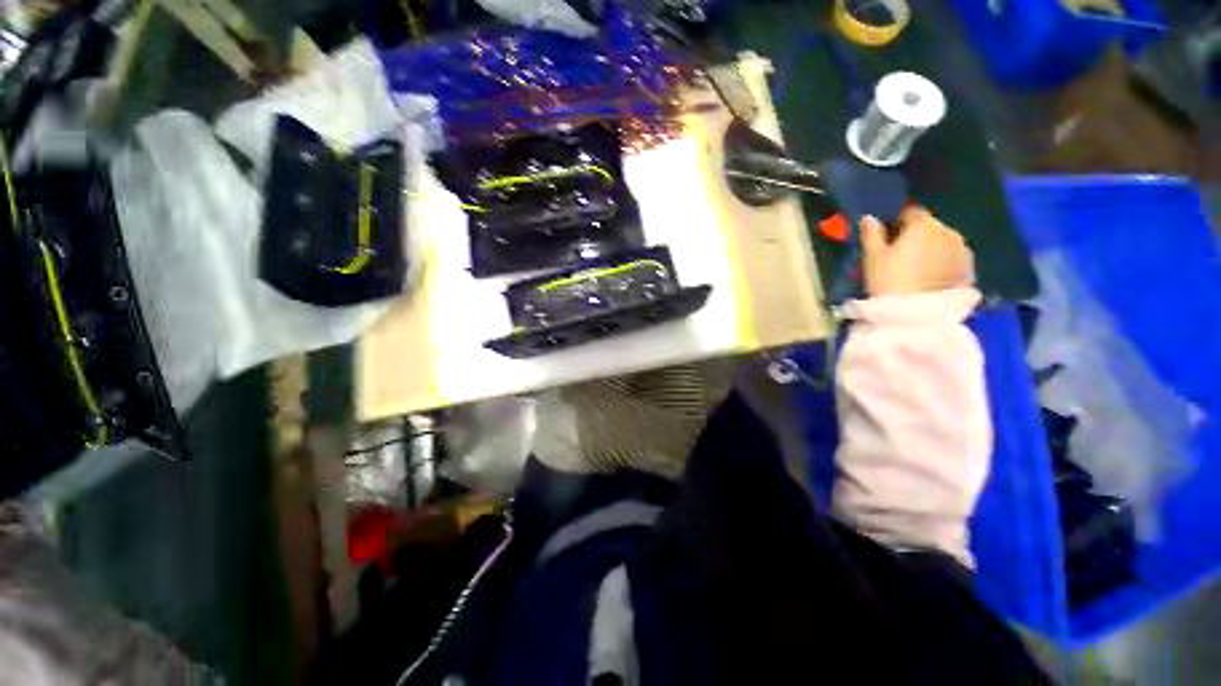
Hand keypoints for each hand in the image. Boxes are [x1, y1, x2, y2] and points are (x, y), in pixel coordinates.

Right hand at [860, 207, 974, 296]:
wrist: (916, 315)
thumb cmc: (888, 281)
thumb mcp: (872, 258)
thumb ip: (871, 234)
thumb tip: (869, 218)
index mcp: (923, 225)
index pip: (911, 212)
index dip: (897, 222)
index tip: (886, 237)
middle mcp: (948, 232)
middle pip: (929, 227)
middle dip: (916, 237)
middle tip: (899, 256)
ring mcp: (963, 252)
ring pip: (943, 243)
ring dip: (931, 250)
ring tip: (915, 270)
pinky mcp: (969, 271)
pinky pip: (953, 260)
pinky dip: (942, 264)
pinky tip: (929, 279)